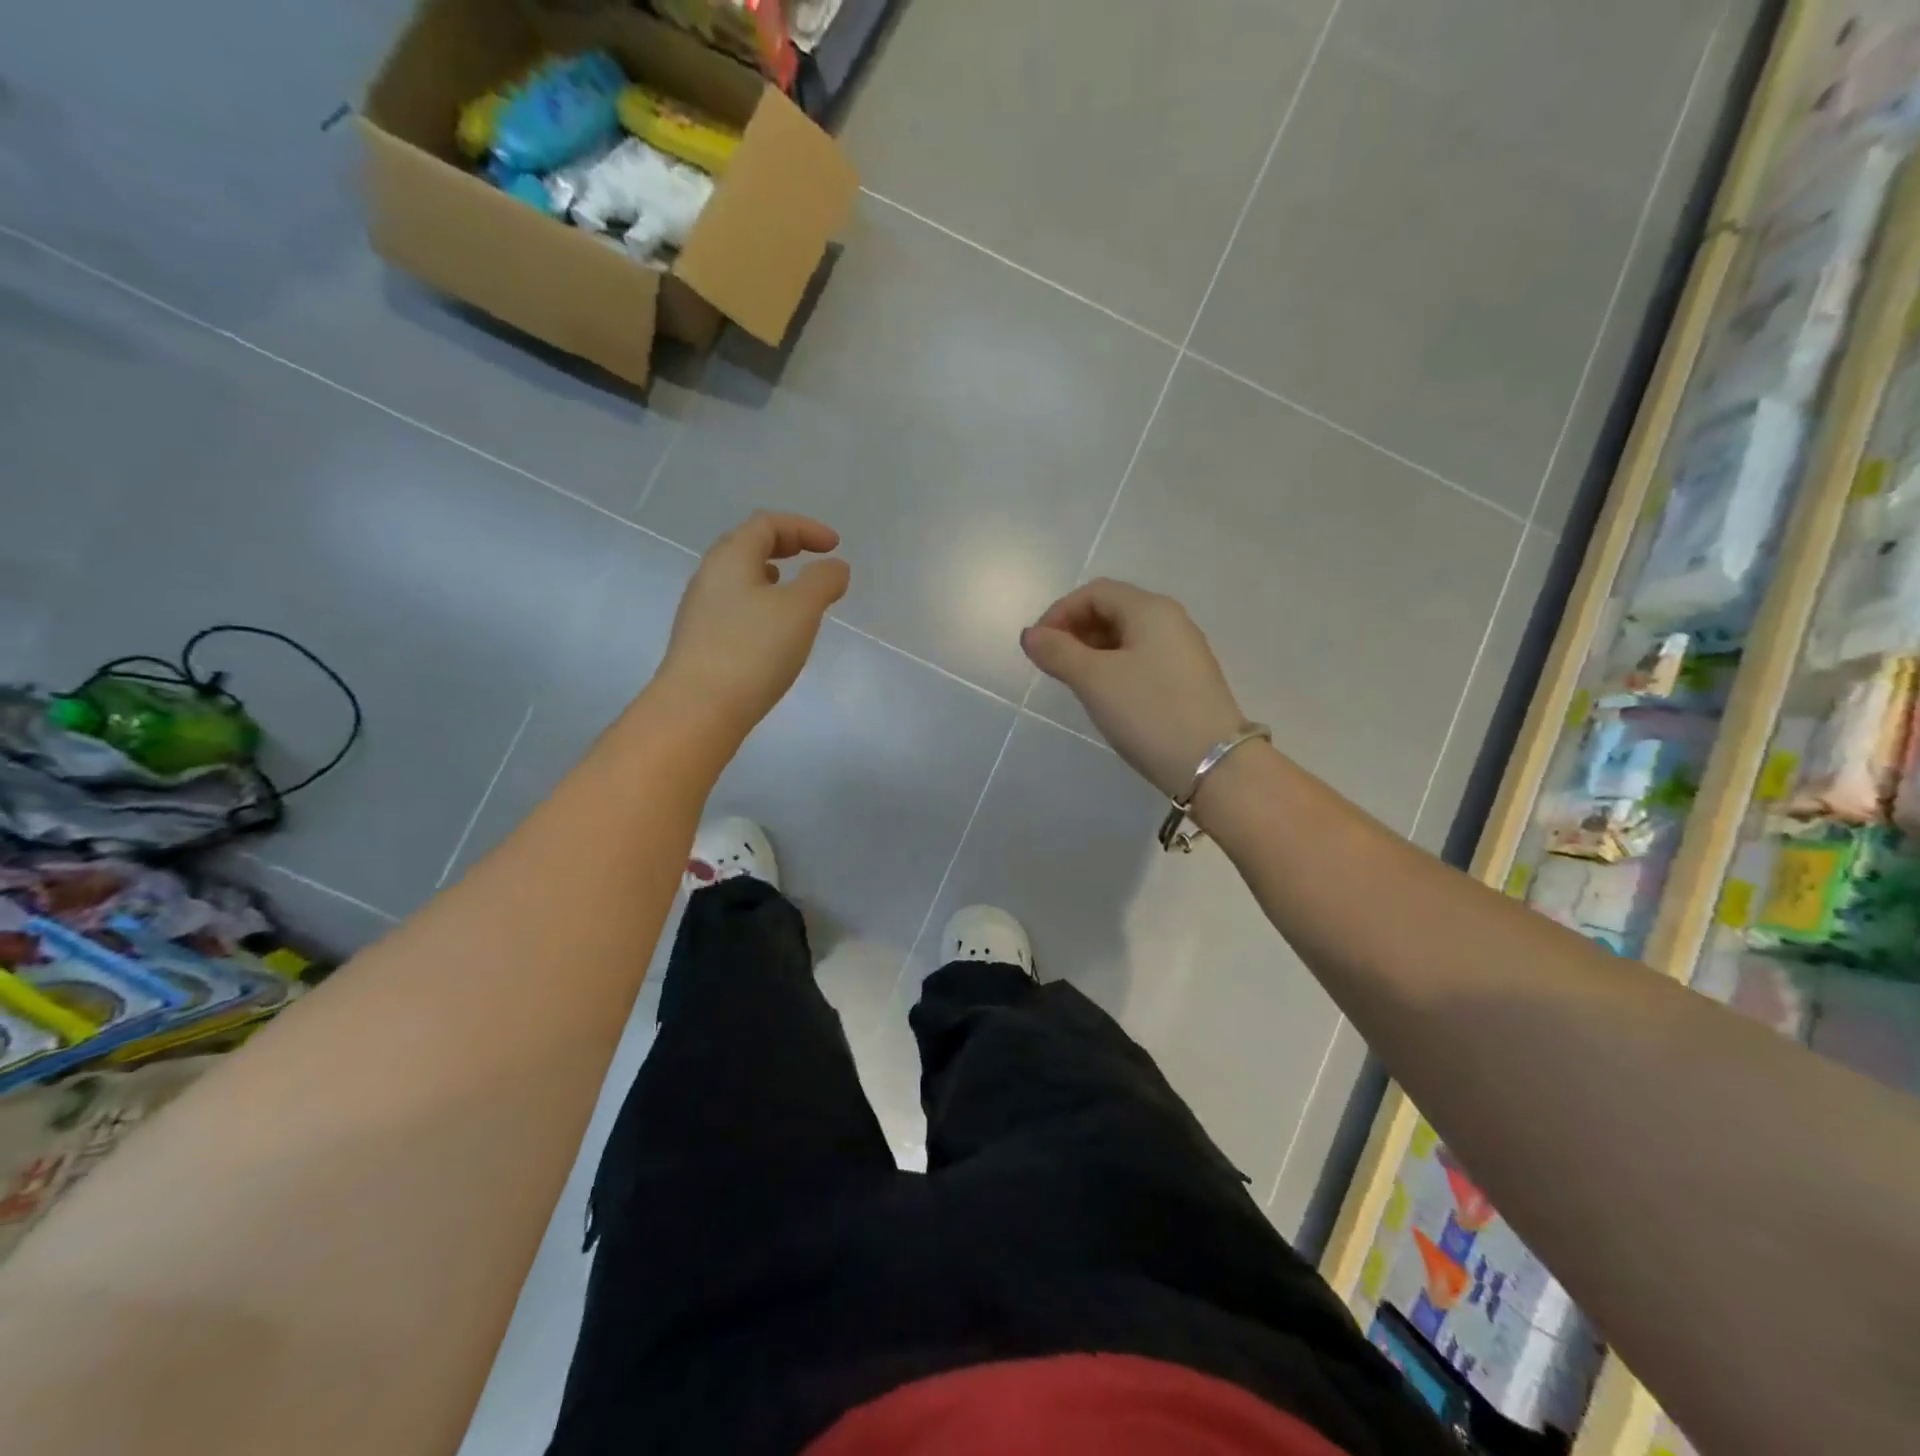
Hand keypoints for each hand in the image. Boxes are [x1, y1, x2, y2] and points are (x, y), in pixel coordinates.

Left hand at [657, 512, 850, 738]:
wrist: (698, 709)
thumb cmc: (753, 650)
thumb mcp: (800, 609)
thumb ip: (822, 581)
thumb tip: (835, 567)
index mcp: (731, 558)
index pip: (767, 524)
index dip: (804, 527)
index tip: (834, 546)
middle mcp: (709, 576)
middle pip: (747, 546)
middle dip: (785, 546)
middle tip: (813, 559)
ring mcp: (701, 610)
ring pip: (739, 579)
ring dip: (771, 577)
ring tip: (796, 594)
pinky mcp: (701, 641)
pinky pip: (735, 607)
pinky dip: (761, 604)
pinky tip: (774, 631)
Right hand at [1023, 579, 1247, 798]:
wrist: (1214, 764)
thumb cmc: (1149, 712)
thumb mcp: (1094, 680)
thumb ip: (1058, 652)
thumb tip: (1030, 634)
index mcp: (1150, 609)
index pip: (1095, 593)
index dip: (1059, 612)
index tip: (1037, 646)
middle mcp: (1171, 621)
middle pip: (1112, 610)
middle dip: (1075, 630)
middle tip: (1051, 664)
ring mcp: (1183, 651)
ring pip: (1127, 637)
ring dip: (1093, 651)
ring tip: (1073, 681)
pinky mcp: (1187, 680)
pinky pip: (1142, 659)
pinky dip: (1115, 667)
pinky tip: (1105, 695)